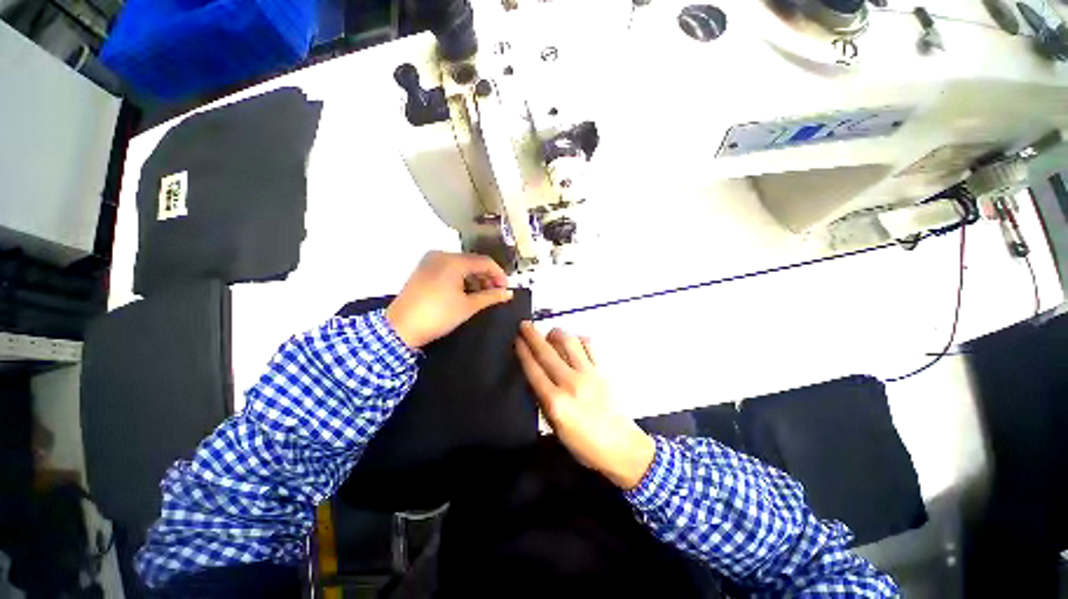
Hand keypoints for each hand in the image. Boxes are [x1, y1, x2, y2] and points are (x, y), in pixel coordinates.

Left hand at [386, 251, 512, 348]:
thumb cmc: (438, 316)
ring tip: (483, 295)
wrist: (400, 328)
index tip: (506, 289)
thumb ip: (491, 297)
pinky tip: (467, 292)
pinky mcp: (424, 269)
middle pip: (473, 262)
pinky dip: (461, 279)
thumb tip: (508, 293)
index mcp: (453, 261)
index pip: (485, 262)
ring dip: (475, 278)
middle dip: (487, 277)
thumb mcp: (468, 306)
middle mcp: (441, 255)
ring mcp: (430, 261)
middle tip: (496, 293)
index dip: (499, 275)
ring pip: (461, 266)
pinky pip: (449, 269)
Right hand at [515, 323, 654, 489]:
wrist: (621, 447)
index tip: (517, 338)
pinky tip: (573, 341)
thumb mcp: (554, 427)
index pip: (533, 369)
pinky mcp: (602, 370)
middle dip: (532, 335)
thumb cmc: (583, 444)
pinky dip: (578, 339)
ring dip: (556, 333)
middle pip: (547, 352)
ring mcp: (588, 374)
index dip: (523, 351)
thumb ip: (542, 400)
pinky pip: (589, 346)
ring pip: (569, 342)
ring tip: (550, 333)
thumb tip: (533, 375)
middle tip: (525, 324)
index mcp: (555, 402)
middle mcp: (570, 383)